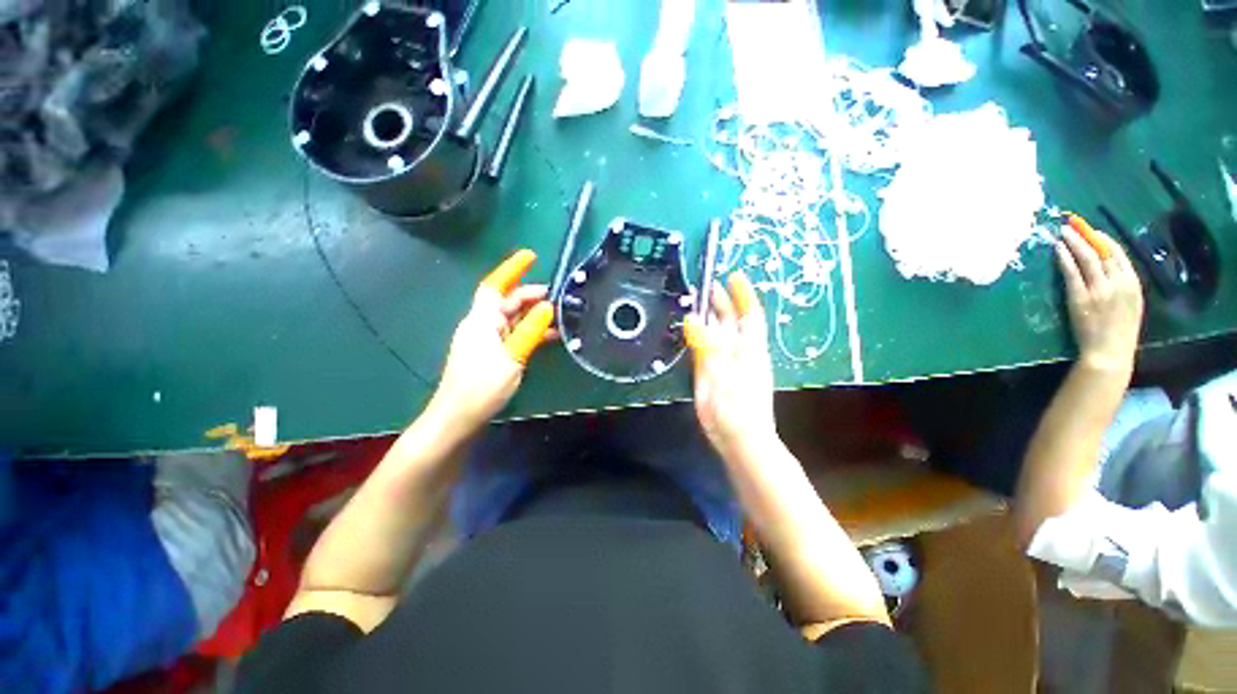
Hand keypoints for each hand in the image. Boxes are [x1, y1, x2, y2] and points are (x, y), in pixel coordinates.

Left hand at [429, 251, 553, 430]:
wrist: (458, 417)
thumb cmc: (482, 387)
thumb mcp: (511, 357)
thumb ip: (529, 331)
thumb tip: (547, 307)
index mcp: (481, 321)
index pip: (496, 286)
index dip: (512, 269)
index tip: (531, 256)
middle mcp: (481, 325)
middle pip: (506, 302)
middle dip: (530, 295)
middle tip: (557, 296)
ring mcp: (486, 340)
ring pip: (512, 319)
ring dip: (533, 315)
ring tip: (558, 315)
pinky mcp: (491, 354)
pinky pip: (512, 335)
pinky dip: (529, 332)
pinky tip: (547, 336)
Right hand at [684, 271, 777, 459]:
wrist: (742, 442)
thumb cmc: (734, 410)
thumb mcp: (719, 376)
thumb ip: (707, 347)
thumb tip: (693, 317)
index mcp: (748, 350)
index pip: (749, 315)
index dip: (743, 294)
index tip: (734, 276)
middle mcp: (744, 353)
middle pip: (735, 322)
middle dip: (723, 303)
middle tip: (706, 287)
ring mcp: (734, 365)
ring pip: (725, 336)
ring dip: (713, 318)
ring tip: (699, 304)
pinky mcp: (725, 377)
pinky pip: (716, 349)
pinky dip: (707, 337)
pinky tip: (699, 334)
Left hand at [1056, 227, 1143, 373]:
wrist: (1109, 351)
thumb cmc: (1119, 331)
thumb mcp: (1131, 304)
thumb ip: (1123, 286)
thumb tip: (1110, 268)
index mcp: (1133, 283)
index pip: (1118, 254)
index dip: (1105, 240)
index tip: (1094, 231)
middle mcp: (1118, 282)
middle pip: (1102, 251)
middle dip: (1087, 235)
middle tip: (1074, 224)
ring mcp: (1098, 289)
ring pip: (1086, 257)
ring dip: (1074, 241)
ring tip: (1063, 231)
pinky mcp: (1080, 296)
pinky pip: (1071, 271)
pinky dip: (1064, 257)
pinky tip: (1057, 248)